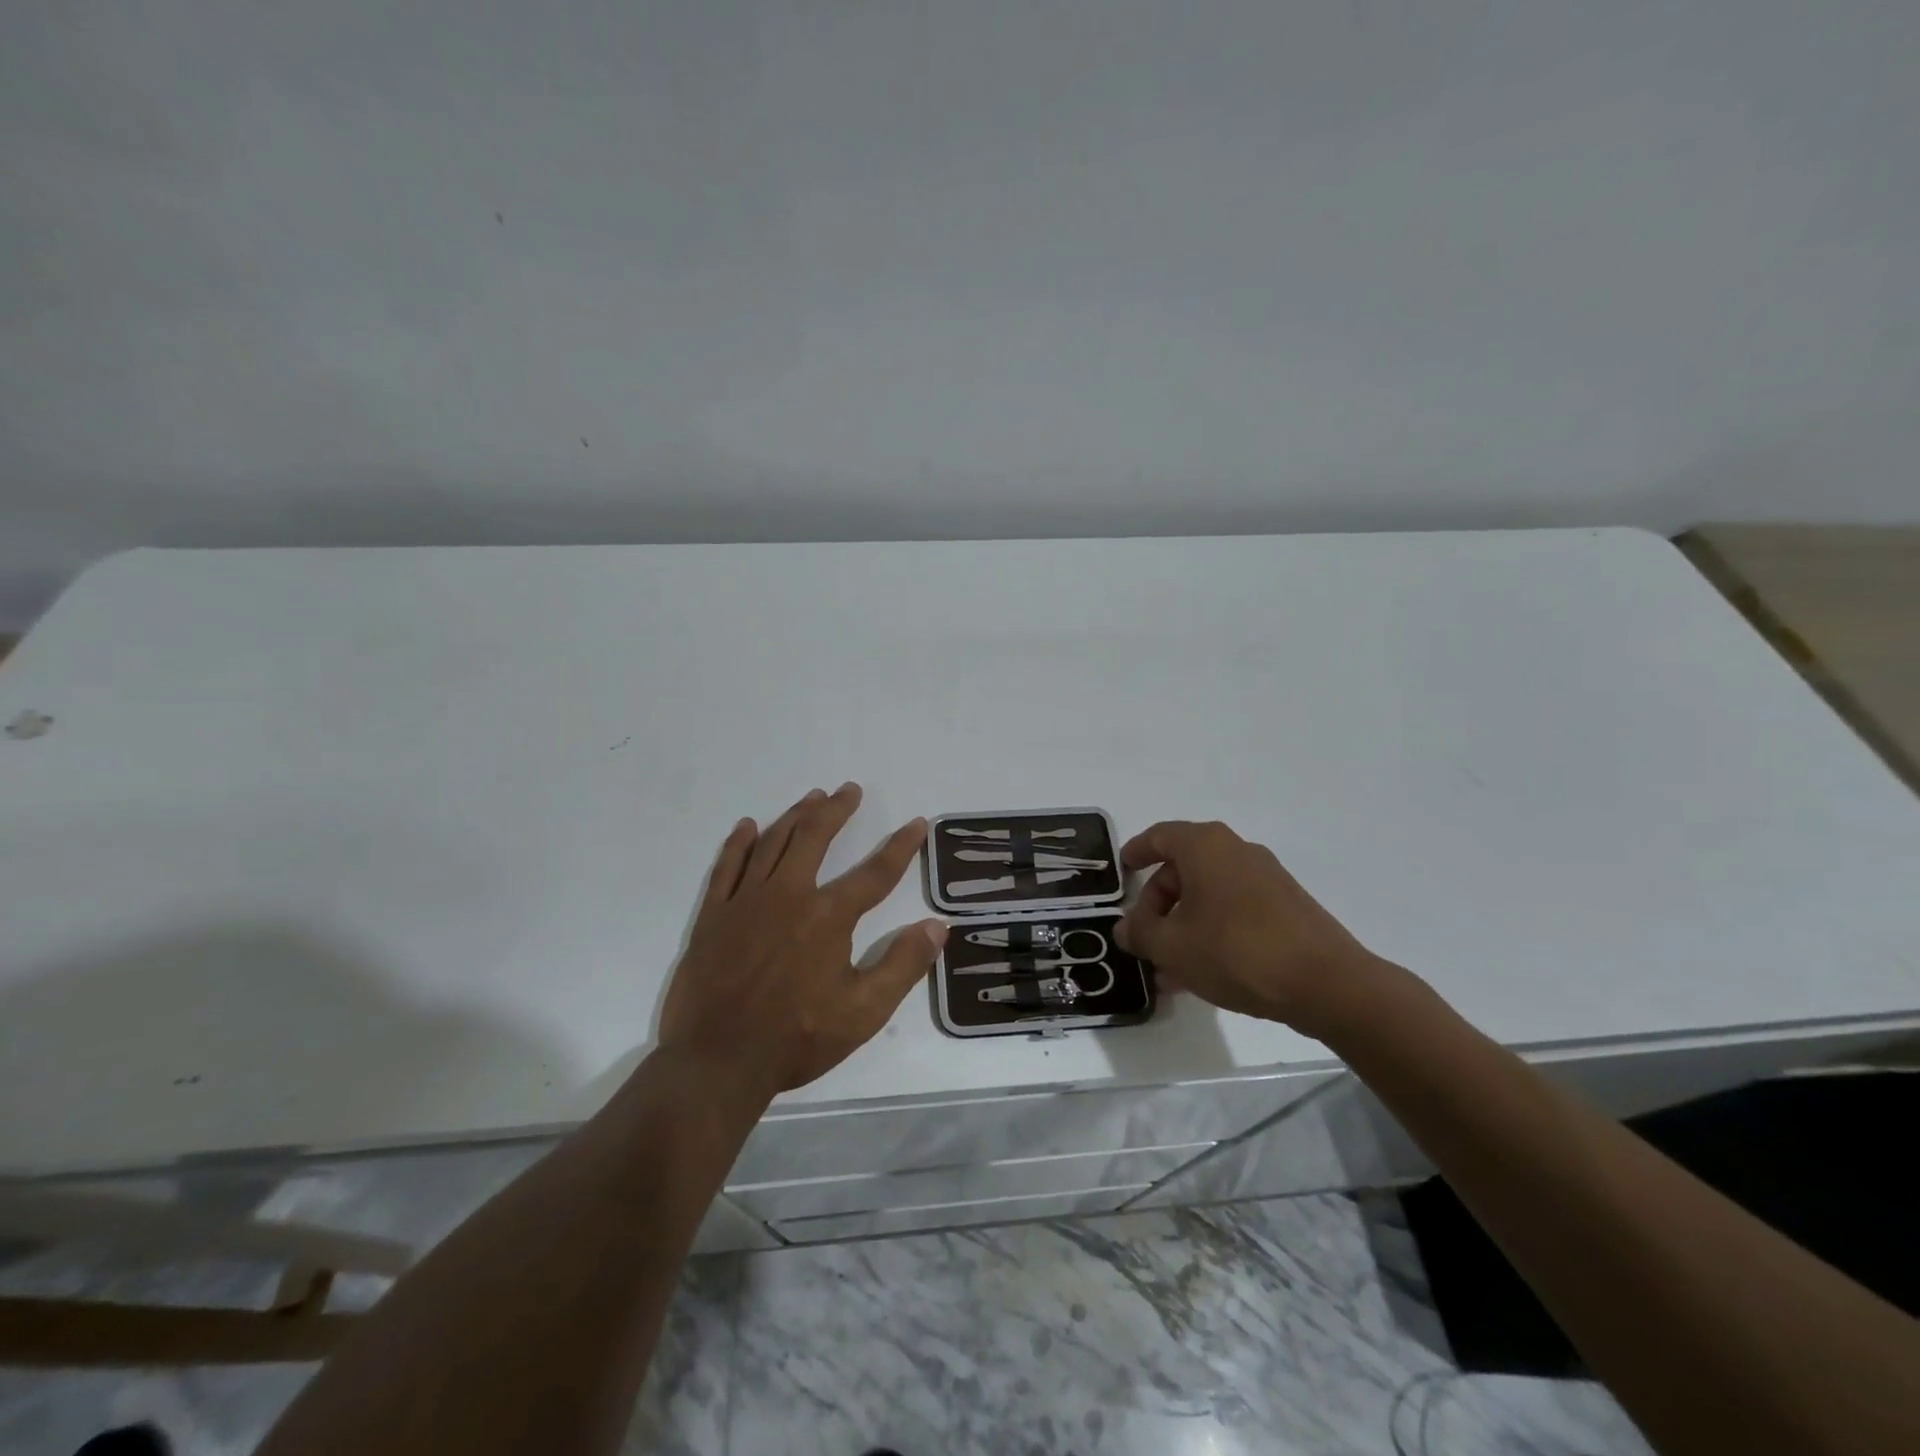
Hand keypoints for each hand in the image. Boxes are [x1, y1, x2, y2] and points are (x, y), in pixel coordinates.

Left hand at [659, 784, 945, 1098]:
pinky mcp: (714, 915)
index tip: (916, 823)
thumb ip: (903, 965)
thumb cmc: (797, 1039)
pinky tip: (748, 826)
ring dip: (796, 816)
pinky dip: (738, 843)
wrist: (717, 1062)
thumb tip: (939, 926)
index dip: (900, 846)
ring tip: (813, 797)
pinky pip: (727, 867)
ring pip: (773, 843)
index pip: (875, 873)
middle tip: (849, 790)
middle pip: (815, 838)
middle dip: (837, 810)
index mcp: (828, 916)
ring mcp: (746, 901)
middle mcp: (789, 895)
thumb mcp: (864, 1012)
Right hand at [1114, 820, 1390, 1038]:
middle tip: (1145, 938)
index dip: (1136, 852)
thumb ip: (1141, 934)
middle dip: (1158, 904)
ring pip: (1209, 894)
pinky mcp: (1286, 905)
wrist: (1327, 983)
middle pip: (1183, 868)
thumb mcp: (1173, 947)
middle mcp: (1236, 851)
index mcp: (1205, 846)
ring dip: (1184, 924)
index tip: (1122, 871)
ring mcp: (1266, 877)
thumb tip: (1126, 929)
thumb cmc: (1236, 951)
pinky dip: (1212, 929)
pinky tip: (1204, 971)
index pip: (1159, 836)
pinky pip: (1234, 908)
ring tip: (1170, 968)